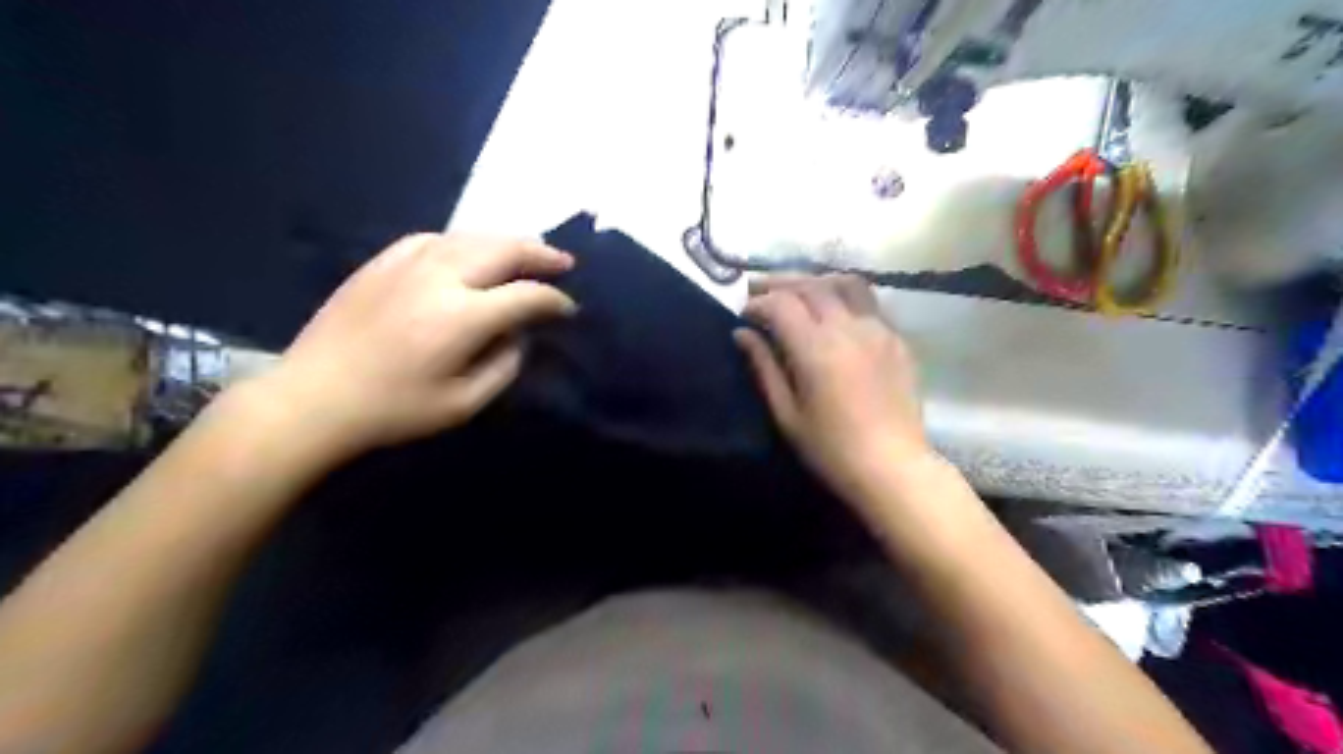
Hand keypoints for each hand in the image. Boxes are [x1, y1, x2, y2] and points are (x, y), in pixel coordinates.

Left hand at [257, 231, 577, 459]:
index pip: (526, 295)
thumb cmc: (394, 410)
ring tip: (527, 252)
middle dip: (541, 254)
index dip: (555, 300)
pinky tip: (471, 252)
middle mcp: (440, 278)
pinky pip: (435, 238)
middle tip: (564, 262)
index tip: (569, 309)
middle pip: (503, 249)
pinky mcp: (382, 262)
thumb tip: (518, 335)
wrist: (313, 397)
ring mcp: (407, 263)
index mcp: (463, 317)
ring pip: (471, 236)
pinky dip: (464, 241)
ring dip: (507, 242)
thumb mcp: (463, 404)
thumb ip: (503, 366)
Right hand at [734, 277, 935, 506]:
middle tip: (759, 291)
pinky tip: (834, 311)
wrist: (892, 466)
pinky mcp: (897, 339)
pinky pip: (868, 302)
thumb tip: (742, 334)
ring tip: (799, 293)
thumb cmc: (831, 449)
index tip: (744, 315)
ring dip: (816, 281)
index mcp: (816, 348)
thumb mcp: (786, 414)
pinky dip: (844, 296)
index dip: (757, 303)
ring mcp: (878, 329)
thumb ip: (764, 368)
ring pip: (845, 283)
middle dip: (780, 284)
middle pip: (811, 285)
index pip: (781, 304)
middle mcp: (848, 327)